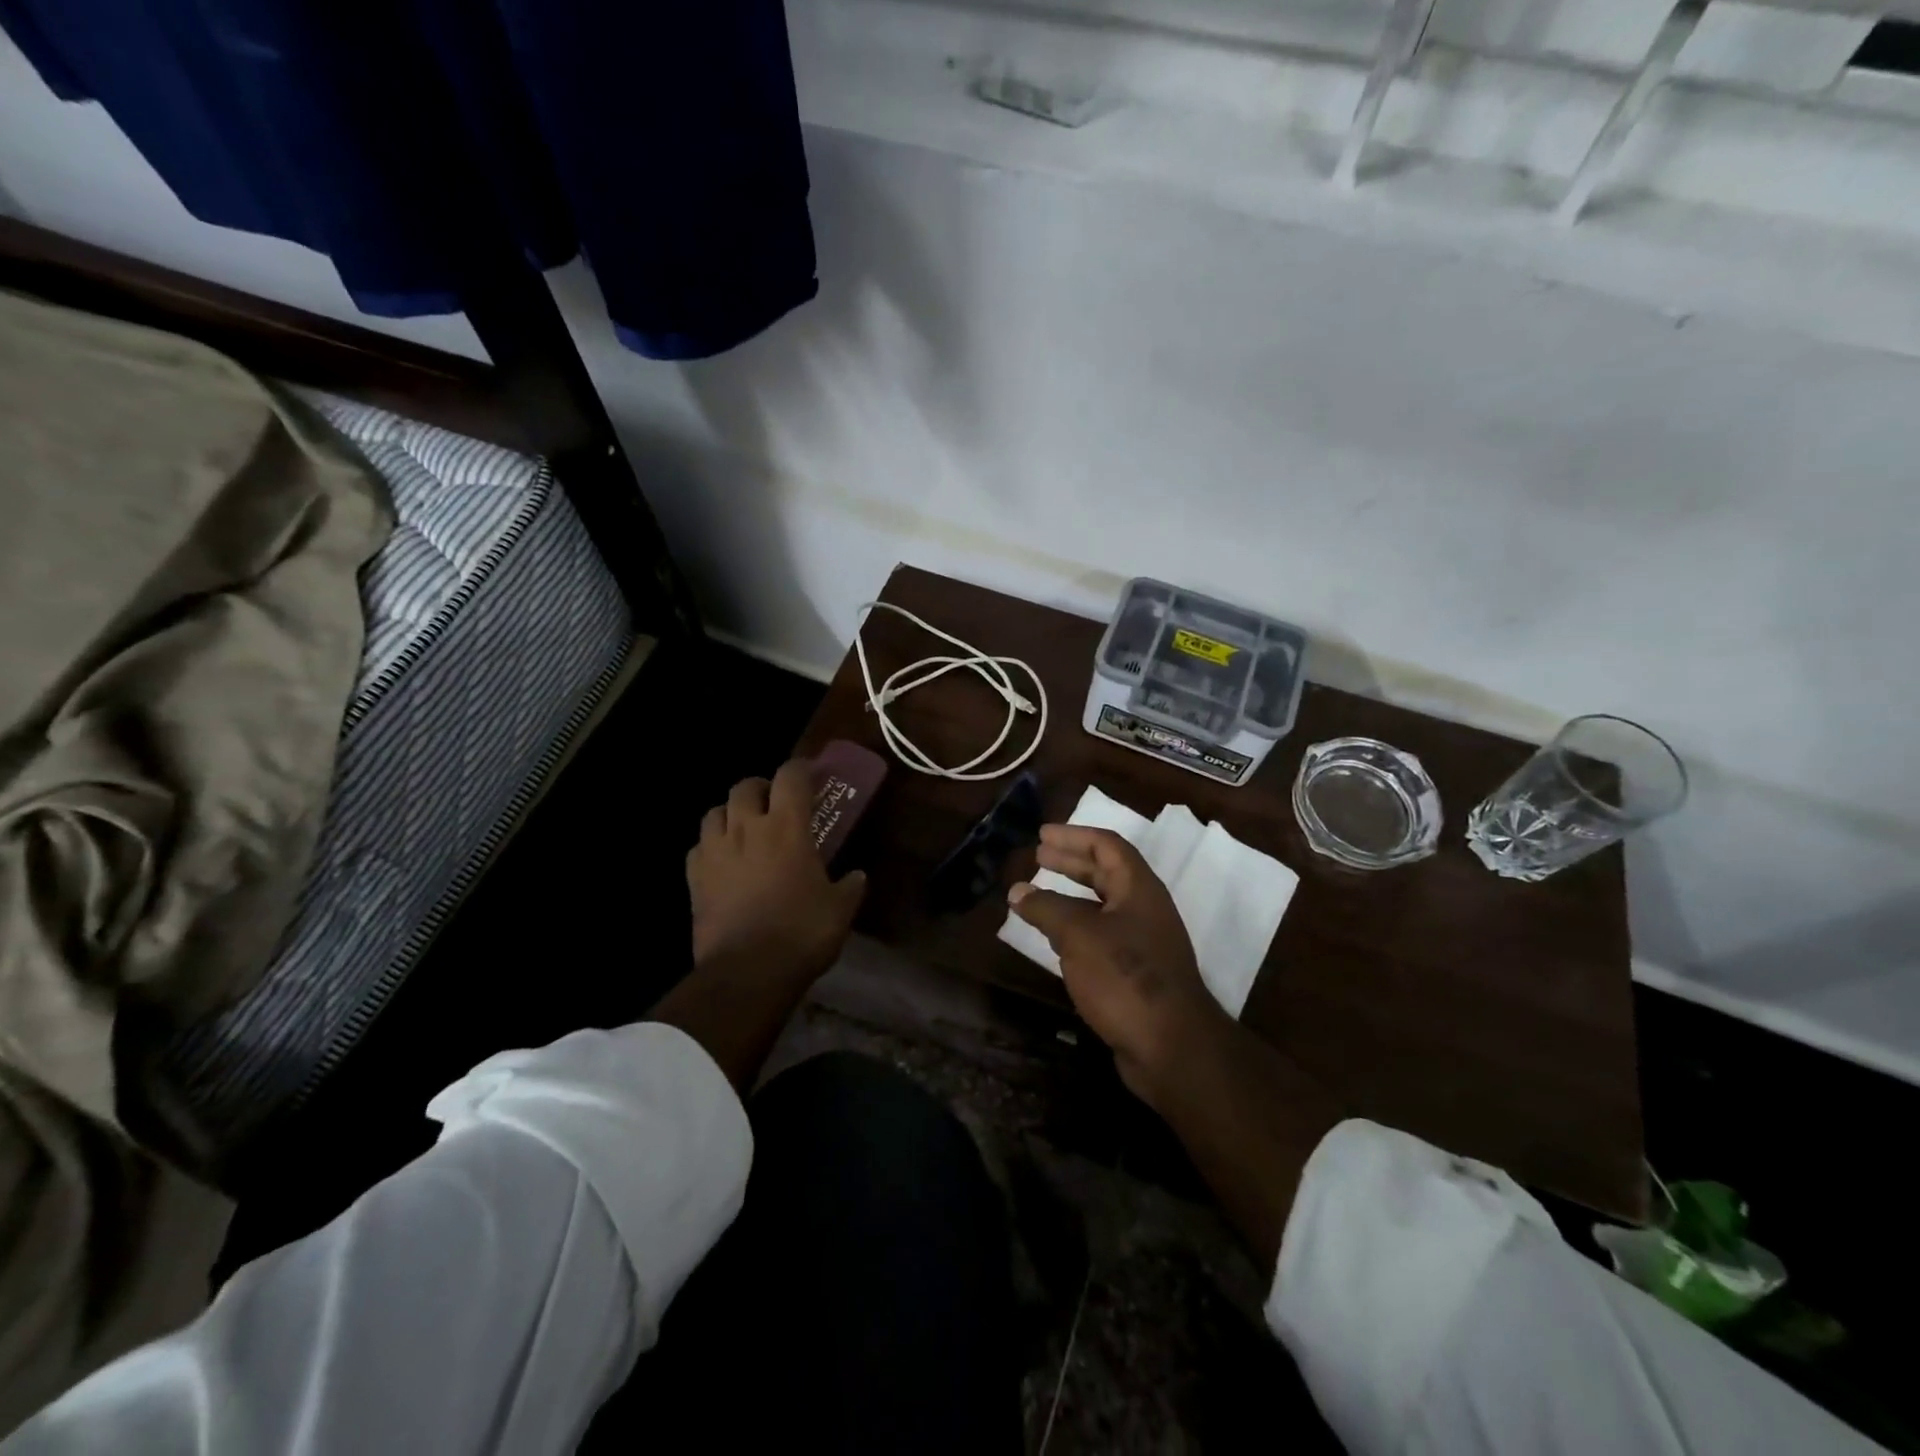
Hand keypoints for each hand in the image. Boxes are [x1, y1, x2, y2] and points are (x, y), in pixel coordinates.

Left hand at [687, 760, 866, 984]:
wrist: (747, 971)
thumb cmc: (802, 932)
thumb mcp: (840, 909)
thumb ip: (850, 886)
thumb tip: (857, 876)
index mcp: (787, 827)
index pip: (791, 777)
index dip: (801, 768)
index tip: (810, 773)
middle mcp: (747, 829)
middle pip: (745, 787)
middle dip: (761, 787)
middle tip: (774, 802)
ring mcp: (715, 852)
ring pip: (714, 812)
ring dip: (731, 813)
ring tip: (744, 827)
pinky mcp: (695, 878)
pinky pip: (698, 847)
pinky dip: (711, 846)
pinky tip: (722, 860)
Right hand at [1009, 825, 1228, 1104]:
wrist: (1170, 1046)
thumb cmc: (1125, 976)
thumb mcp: (1078, 935)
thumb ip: (1046, 908)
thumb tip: (1018, 891)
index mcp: (1139, 888)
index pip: (1107, 846)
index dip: (1074, 836)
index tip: (1042, 835)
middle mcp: (1145, 909)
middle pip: (1106, 873)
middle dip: (1071, 862)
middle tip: (1038, 856)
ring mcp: (1143, 942)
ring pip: (1102, 907)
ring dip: (1071, 896)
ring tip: (1038, 895)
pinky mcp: (1136, 973)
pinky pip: (1102, 936)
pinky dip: (1076, 928)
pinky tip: (1054, 938)